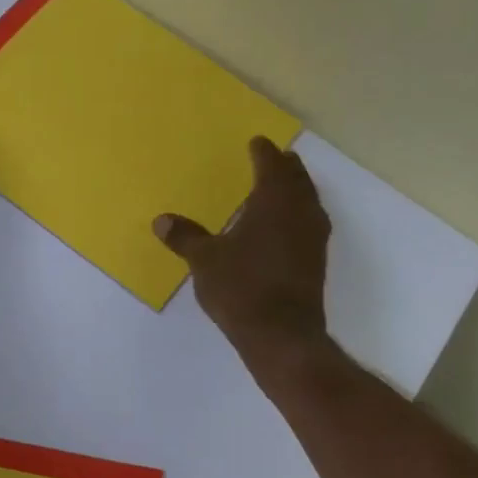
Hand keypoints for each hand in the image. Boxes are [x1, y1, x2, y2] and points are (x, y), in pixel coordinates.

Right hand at [154, 137, 331, 363]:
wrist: (281, 334)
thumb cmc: (241, 288)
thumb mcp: (204, 261)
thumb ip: (185, 237)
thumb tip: (162, 221)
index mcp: (274, 202)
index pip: (271, 166)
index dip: (263, 152)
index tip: (256, 143)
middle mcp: (300, 212)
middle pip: (297, 178)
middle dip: (284, 166)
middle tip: (272, 158)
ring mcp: (313, 237)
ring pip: (307, 200)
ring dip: (295, 190)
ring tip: (278, 189)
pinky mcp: (316, 261)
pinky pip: (308, 223)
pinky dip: (297, 214)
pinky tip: (283, 227)